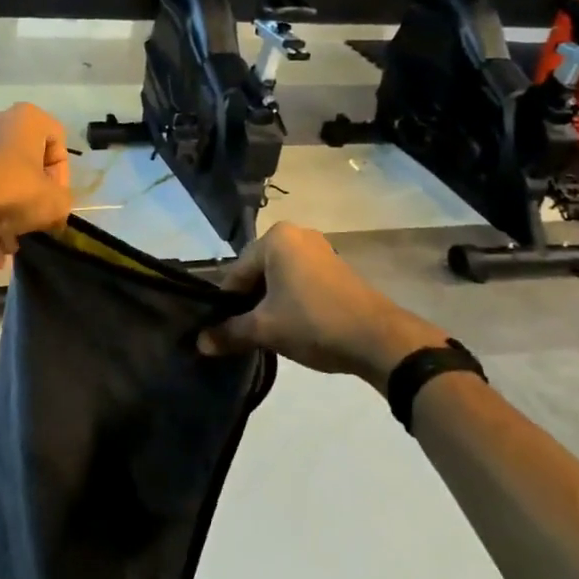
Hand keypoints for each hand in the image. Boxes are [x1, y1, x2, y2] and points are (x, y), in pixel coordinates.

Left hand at [0, 103, 73, 267]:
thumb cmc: (13, 192)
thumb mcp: (55, 203)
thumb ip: (63, 202)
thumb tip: (55, 208)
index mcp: (27, 119)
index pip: (57, 141)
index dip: (61, 175)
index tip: (55, 199)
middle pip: (24, 163)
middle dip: (29, 198)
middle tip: (33, 223)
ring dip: (5, 215)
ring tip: (8, 248)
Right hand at [197, 224, 450, 393]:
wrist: (378, 339)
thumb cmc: (313, 322)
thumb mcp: (265, 329)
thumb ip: (229, 332)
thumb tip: (200, 343)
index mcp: (275, 238)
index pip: (235, 273)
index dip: (226, 305)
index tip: (223, 332)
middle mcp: (296, 234)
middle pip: (257, 273)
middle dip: (249, 303)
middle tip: (245, 335)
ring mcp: (319, 249)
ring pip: (279, 279)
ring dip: (270, 304)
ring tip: (268, 334)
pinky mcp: (336, 268)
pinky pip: (300, 281)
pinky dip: (291, 301)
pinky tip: (293, 327)